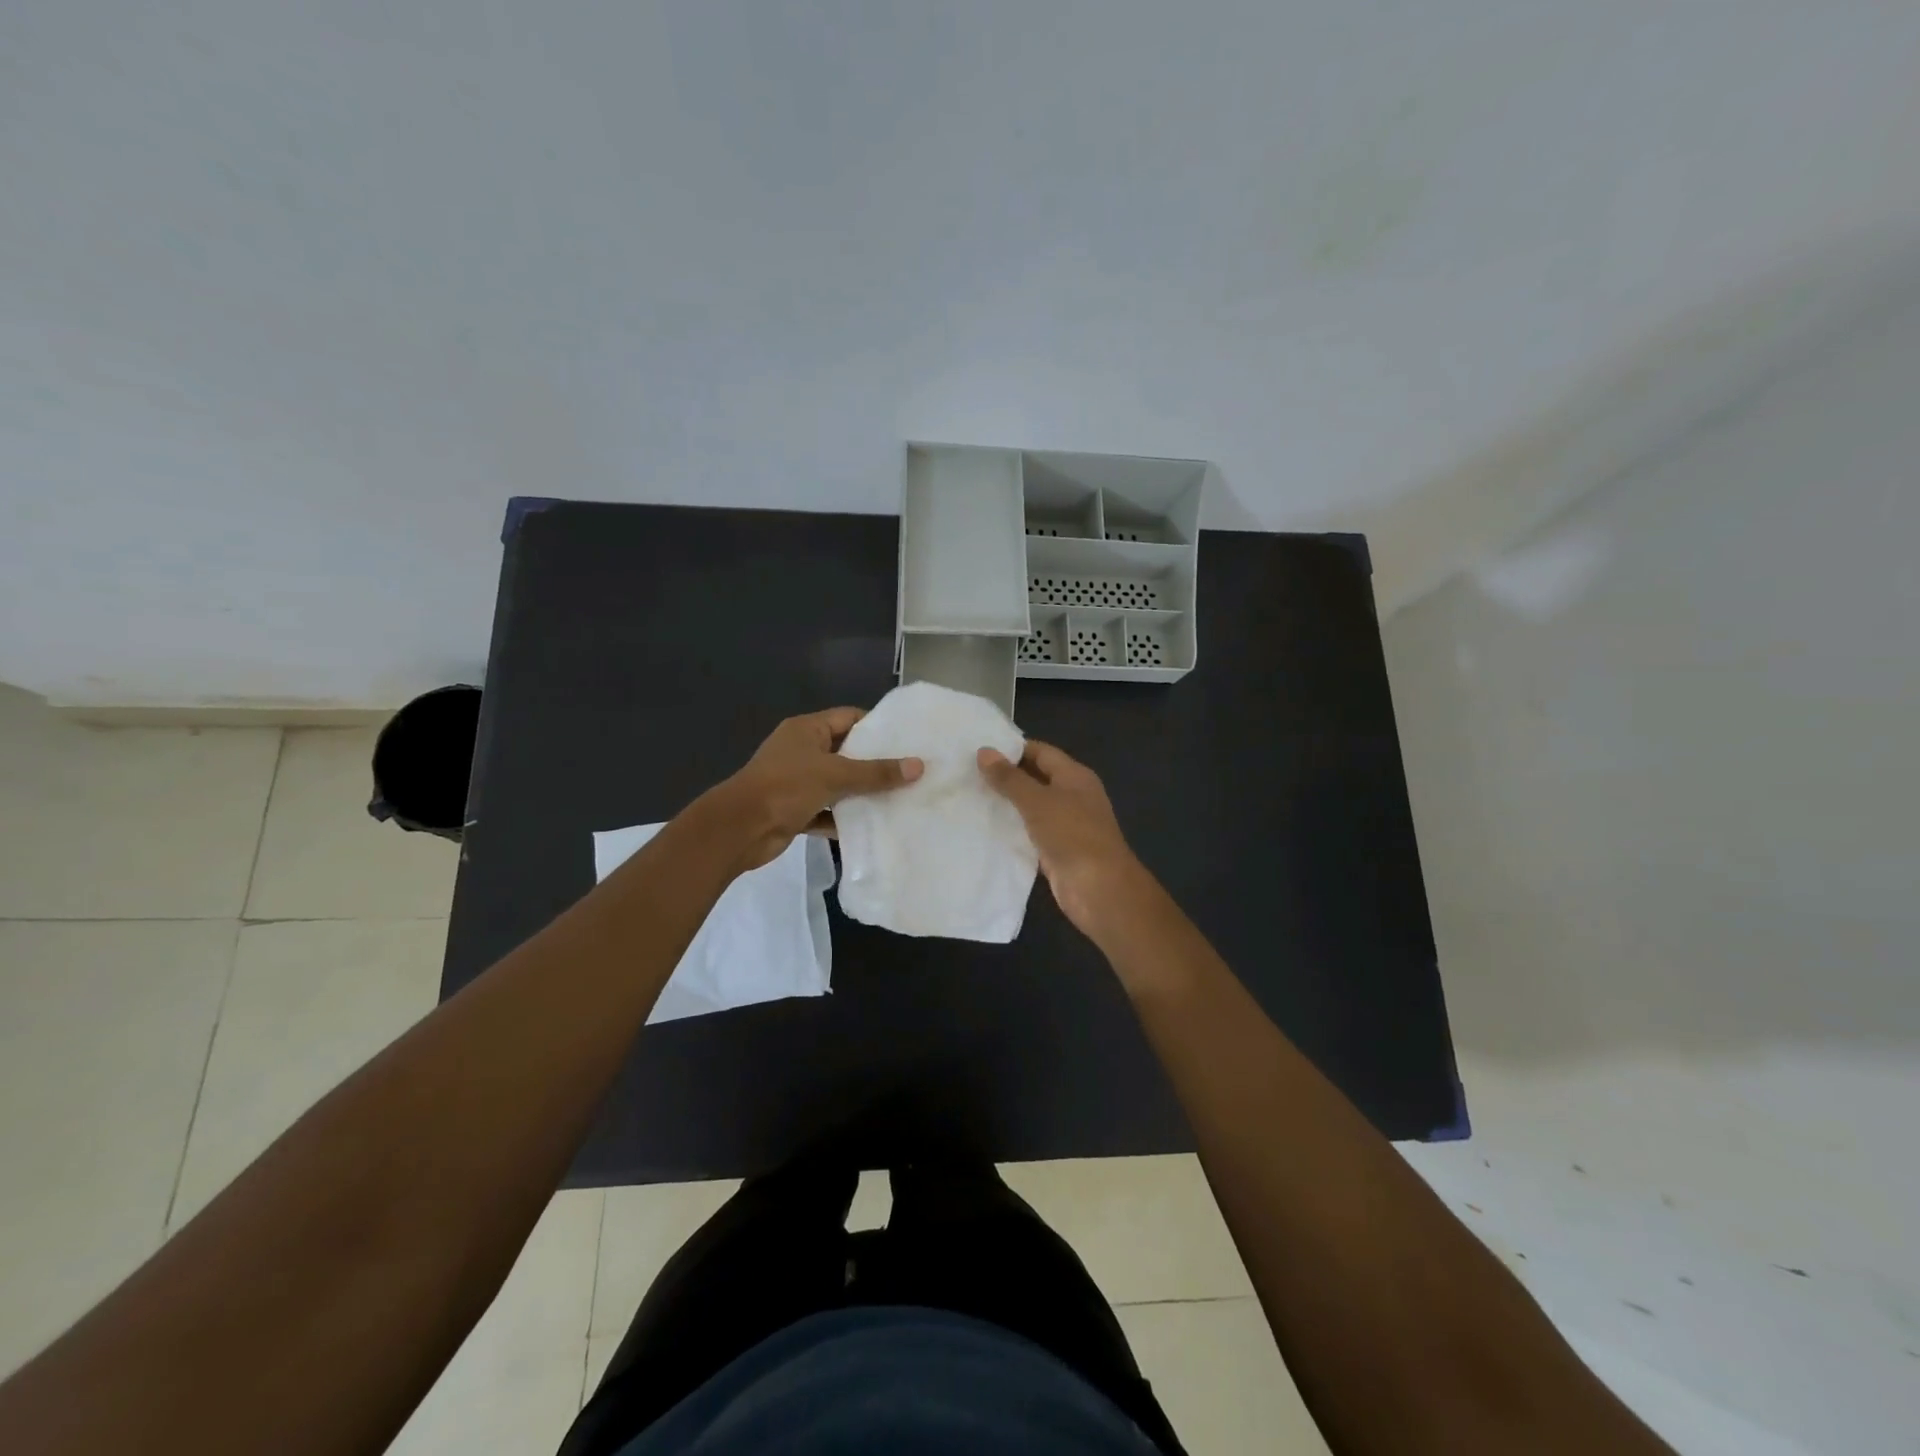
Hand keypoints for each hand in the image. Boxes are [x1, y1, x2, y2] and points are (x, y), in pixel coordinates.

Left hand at [716, 708, 922, 870]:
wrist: (739, 829)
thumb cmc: (786, 787)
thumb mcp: (835, 775)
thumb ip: (877, 772)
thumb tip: (919, 766)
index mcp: (806, 729)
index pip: (848, 718)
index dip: (876, 726)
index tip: (907, 738)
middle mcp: (801, 751)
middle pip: (845, 751)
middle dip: (874, 762)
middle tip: (911, 769)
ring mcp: (796, 781)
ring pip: (837, 783)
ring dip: (861, 792)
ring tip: (901, 797)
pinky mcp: (794, 809)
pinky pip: (827, 810)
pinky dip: (844, 817)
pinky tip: (873, 824)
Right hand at [978, 740, 1147, 940]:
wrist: (1098, 889)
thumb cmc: (1072, 834)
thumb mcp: (1037, 801)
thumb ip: (1009, 778)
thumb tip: (983, 751)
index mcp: (1075, 776)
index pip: (1041, 752)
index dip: (1012, 748)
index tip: (979, 749)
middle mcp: (1073, 796)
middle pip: (1036, 778)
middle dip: (1006, 776)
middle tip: (967, 772)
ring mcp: (1066, 824)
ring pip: (1032, 807)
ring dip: (1007, 804)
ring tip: (969, 796)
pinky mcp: (1057, 850)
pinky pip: (1030, 832)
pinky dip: (1012, 829)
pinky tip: (985, 827)